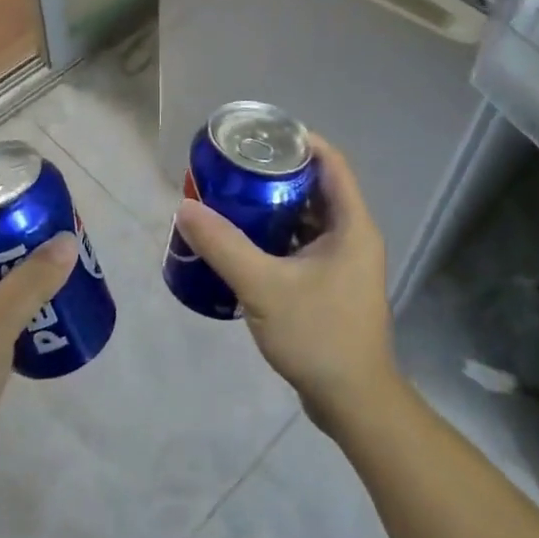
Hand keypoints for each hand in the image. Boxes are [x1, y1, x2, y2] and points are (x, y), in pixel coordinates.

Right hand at [173, 134, 396, 429]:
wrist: (353, 402)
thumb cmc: (318, 335)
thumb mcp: (264, 287)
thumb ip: (223, 246)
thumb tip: (185, 208)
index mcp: (351, 226)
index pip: (331, 163)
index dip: (299, 141)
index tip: (259, 135)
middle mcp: (353, 237)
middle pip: (316, 188)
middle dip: (276, 174)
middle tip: (234, 167)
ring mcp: (343, 263)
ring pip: (307, 219)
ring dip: (273, 207)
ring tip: (232, 198)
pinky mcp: (331, 285)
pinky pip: (302, 246)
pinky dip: (276, 237)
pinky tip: (243, 243)